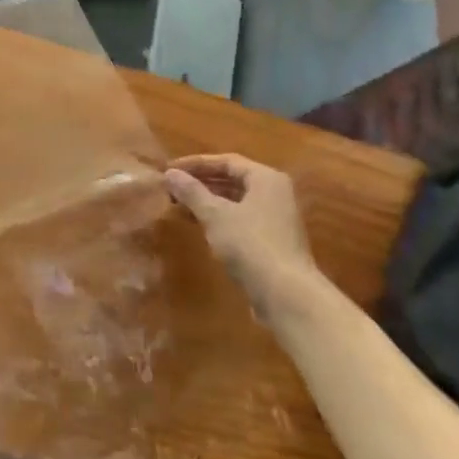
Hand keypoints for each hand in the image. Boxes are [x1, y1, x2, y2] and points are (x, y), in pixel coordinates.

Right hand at [165, 153, 318, 313]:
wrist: (288, 296)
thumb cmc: (251, 245)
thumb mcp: (215, 215)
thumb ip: (192, 192)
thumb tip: (169, 173)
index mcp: (266, 179)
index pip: (227, 161)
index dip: (196, 163)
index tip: (170, 169)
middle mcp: (274, 194)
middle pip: (232, 180)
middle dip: (201, 183)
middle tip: (172, 187)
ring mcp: (276, 220)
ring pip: (235, 202)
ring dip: (207, 202)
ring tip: (179, 206)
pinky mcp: (272, 242)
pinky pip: (240, 220)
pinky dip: (219, 219)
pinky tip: (199, 227)